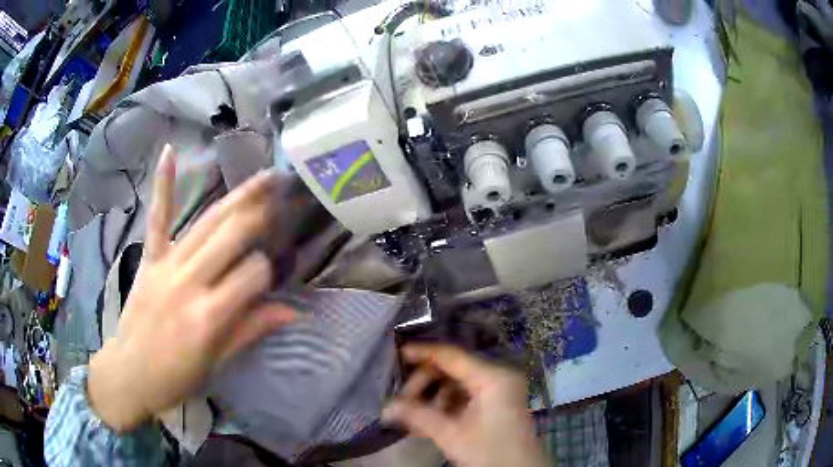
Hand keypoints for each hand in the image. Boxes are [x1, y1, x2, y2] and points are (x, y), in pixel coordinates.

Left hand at [87, 145, 294, 432]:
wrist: (129, 373)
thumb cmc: (176, 377)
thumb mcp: (217, 362)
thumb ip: (251, 330)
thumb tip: (294, 310)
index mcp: (209, 316)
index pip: (253, 275)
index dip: (270, 269)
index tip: (277, 271)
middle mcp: (189, 282)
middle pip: (232, 237)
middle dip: (263, 214)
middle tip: (288, 193)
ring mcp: (166, 265)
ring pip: (207, 222)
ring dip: (238, 197)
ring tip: (265, 176)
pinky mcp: (150, 259)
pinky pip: (158, 218)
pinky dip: (164, 185)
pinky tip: (171, 151)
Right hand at [383, 345, 547, 466]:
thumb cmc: (489, 453)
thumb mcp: (451, 435)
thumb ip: (418, 416)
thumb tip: (387, 407)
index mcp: (492, 378)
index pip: (452, 356)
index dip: (424, 353)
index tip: (398, 354)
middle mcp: (497, 377)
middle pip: (452, 370)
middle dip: (425, 385)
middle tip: (403, 403)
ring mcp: (499, 390)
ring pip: (456, 384)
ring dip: (433, 398)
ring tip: (412, 417)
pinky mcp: (497, 403)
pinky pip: (465, 396)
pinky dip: (446, 406)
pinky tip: (426, 422)